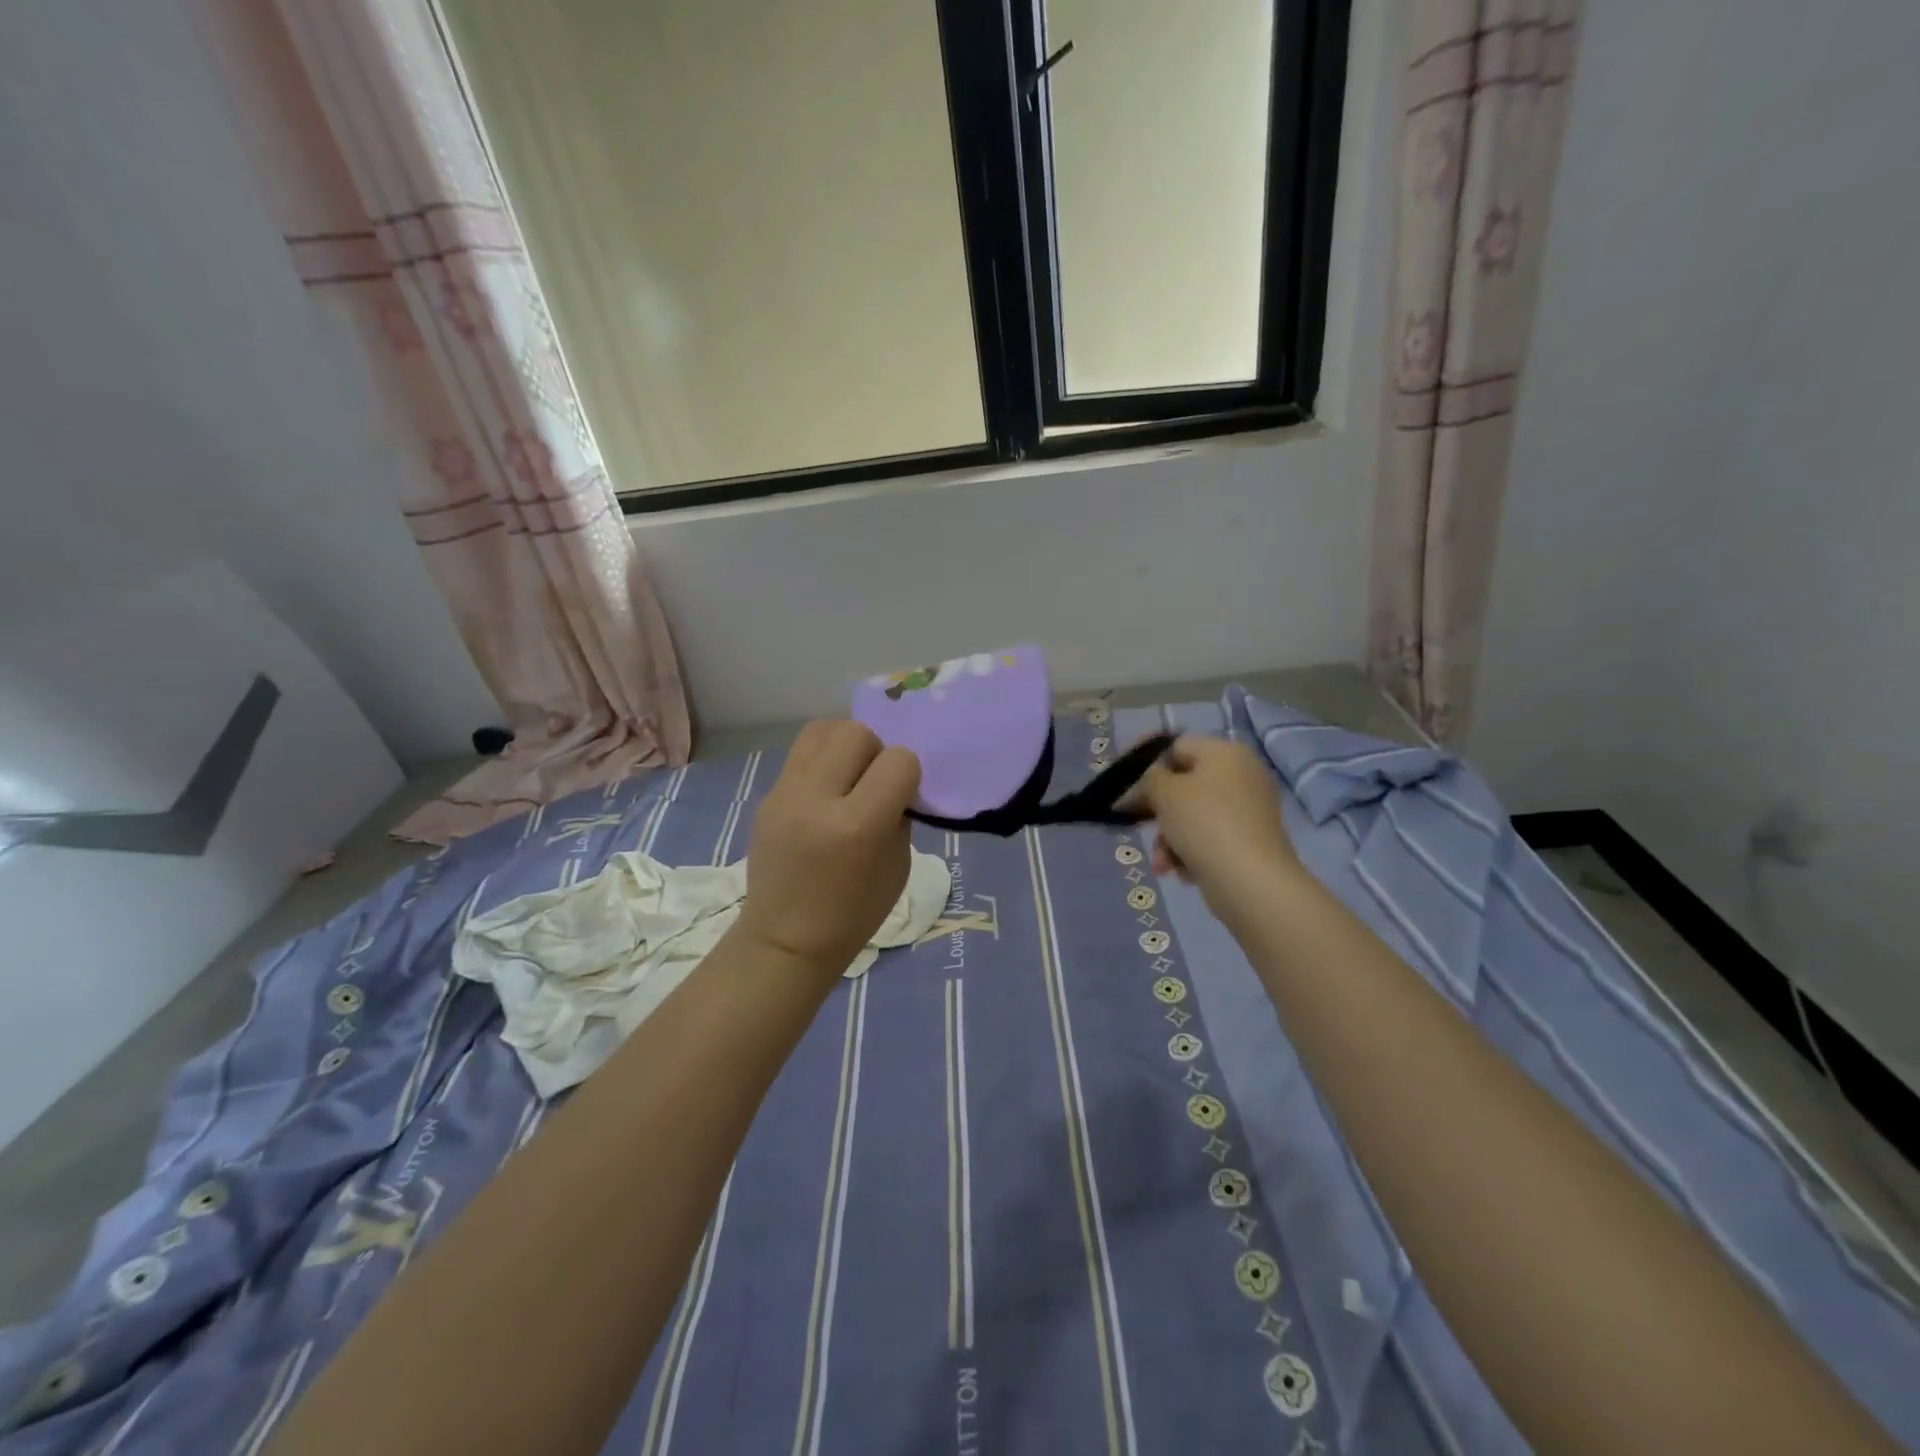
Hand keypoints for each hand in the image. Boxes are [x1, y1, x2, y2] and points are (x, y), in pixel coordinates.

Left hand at [737, 720, 921, 976]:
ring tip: (847, 776)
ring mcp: (785, 794)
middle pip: (856, 733)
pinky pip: (801, 754)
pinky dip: (822, 761)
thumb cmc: (854, 913)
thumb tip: (893, 779)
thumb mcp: (897, 865)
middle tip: (872, 783)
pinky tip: (826, 791)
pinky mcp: (767, 795)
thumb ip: (898, 813)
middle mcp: (816, 800)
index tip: (903, 796)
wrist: (786, 940)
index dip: (908, 774)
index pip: (898, 761)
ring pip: (822, 729)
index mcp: (857, 826)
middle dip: (875, 751)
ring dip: (844, 745)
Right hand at [1128, 736, 1298, 907]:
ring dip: (1168, 838)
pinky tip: (1182, 871)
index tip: (1122, 784)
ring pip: (1192, 816)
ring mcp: (1248, 810)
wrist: (1252, 882)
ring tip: (1162, 862)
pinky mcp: (1249, 841)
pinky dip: (1190, 852)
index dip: (1146, 762)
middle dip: (1157, 810)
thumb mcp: (1165, 793)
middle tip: (1134, 823)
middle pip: (1183, 784)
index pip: (1176, 746)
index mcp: (1225, 753)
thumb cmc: (1205, 824)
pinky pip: (1208, 838)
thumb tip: (1147, 781)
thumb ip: (1148, 778)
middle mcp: (1241, 775)